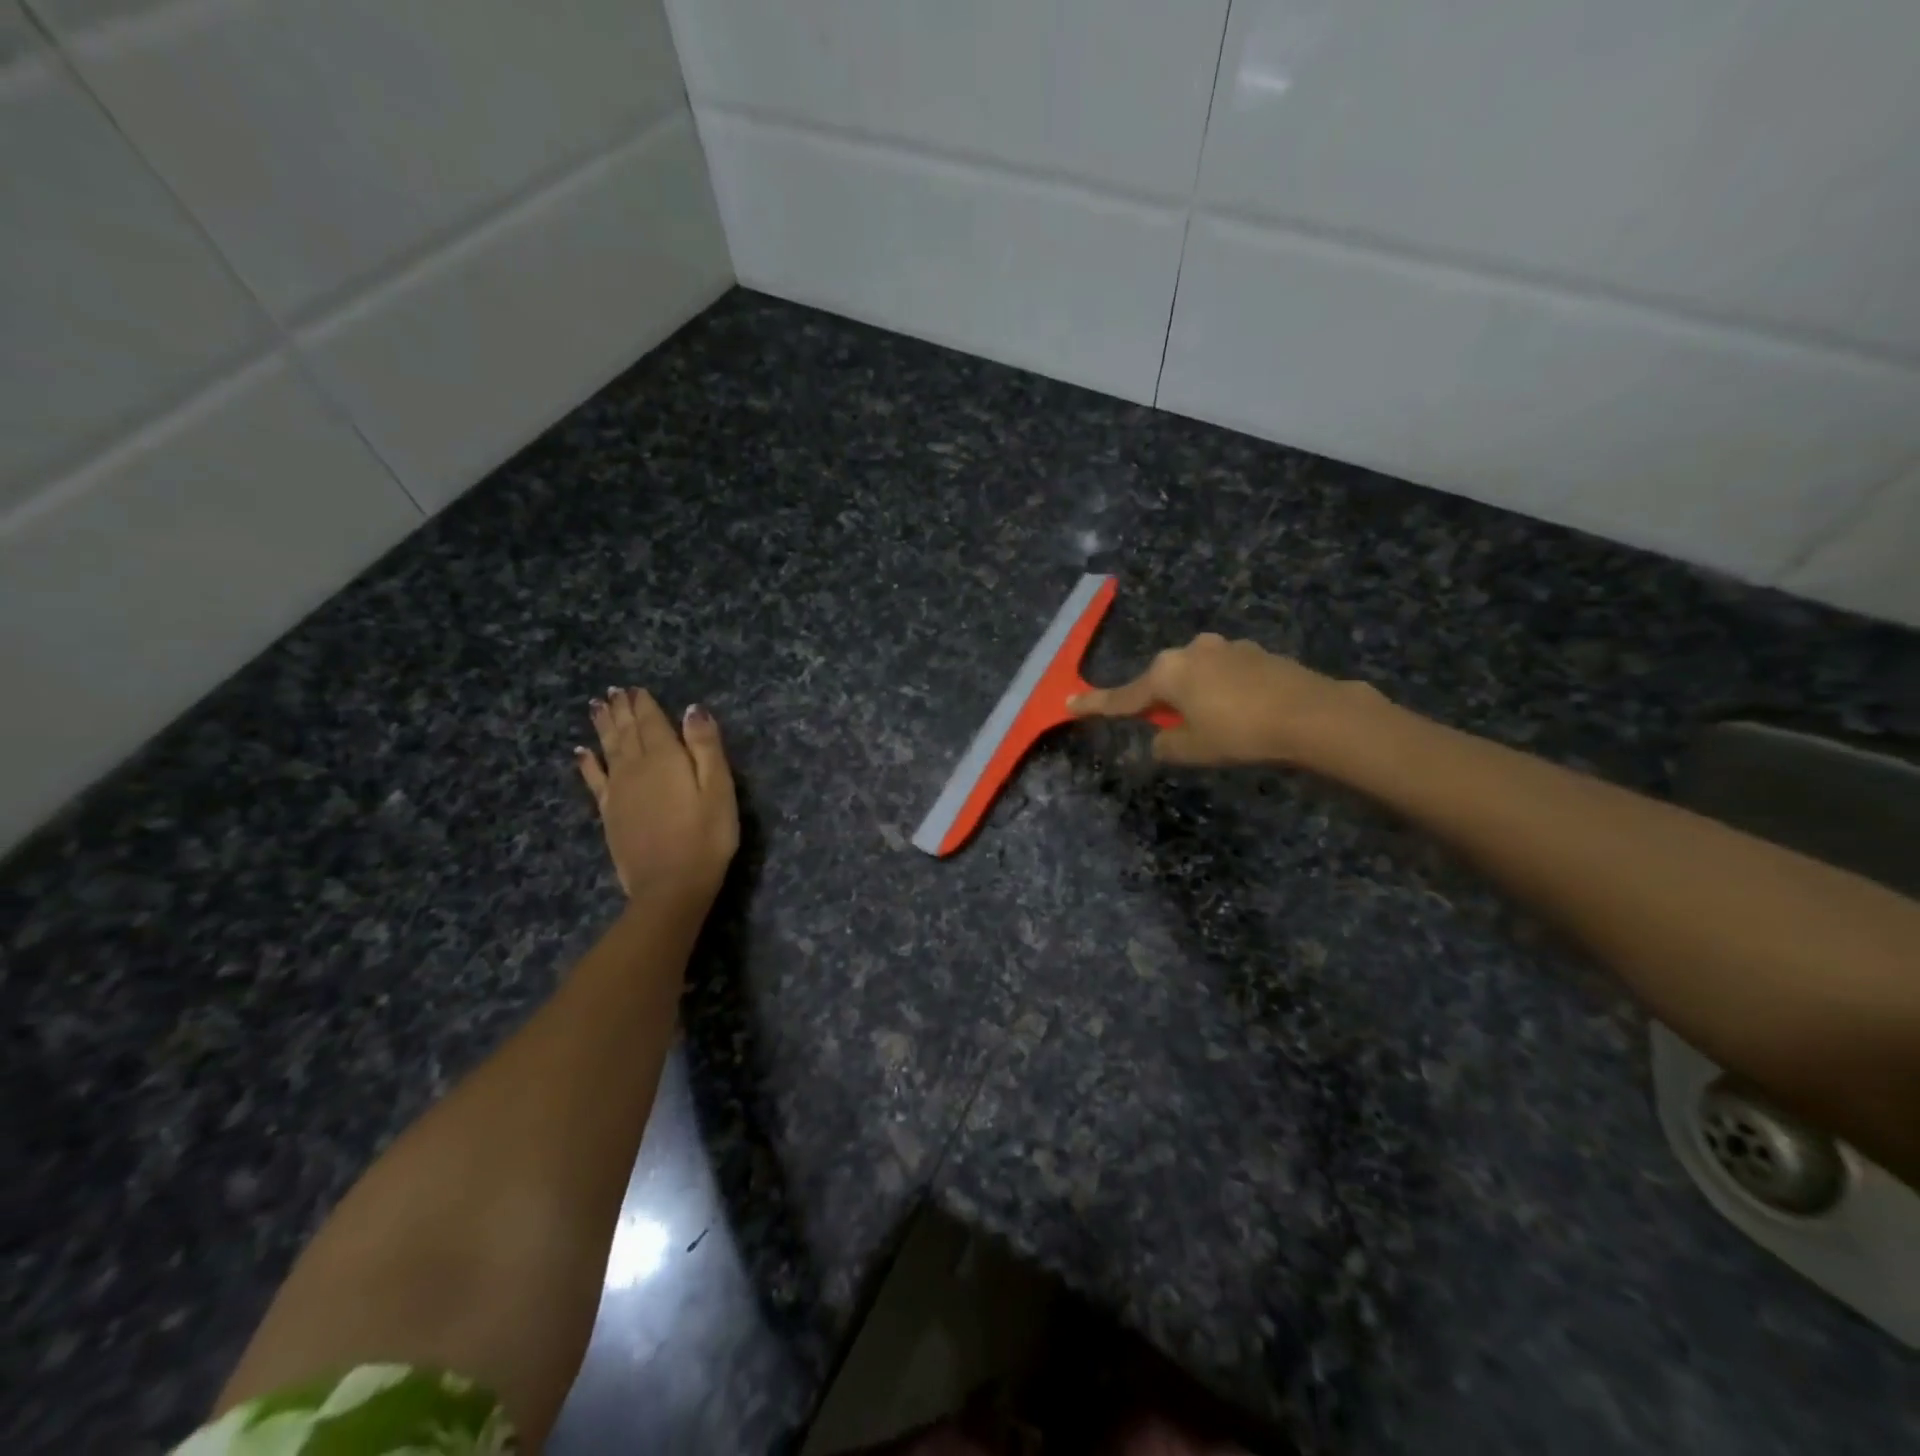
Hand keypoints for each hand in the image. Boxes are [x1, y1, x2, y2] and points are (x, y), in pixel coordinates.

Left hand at [576, 687, 737, 901]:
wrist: (670, 886)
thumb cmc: (706, 837)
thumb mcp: (719, 789)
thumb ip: (706, 747)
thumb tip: (693, 709)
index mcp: (665, 758)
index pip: (652, 722)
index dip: (644, 704)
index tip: (635, 688)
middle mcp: (635, 767)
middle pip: (627, 731)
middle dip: (621, 710)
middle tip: (614, 691)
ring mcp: (618, 790)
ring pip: (608, 748)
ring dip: (603, 727)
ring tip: (597, 707)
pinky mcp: (609, 813)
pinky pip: (594, 779)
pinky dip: (587, 762)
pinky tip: (581, 752)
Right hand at [1069, 634, 1383, 765]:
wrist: (1311, 714)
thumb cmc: (1240, 733)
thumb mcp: (1194, 749)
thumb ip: (1167, 745)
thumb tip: (1161, 740)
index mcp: (1167, 673)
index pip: (1123, 696)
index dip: (1096, 705)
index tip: (1070, 703)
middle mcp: (1192, 651)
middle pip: (1162, 681)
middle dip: (1160, 702)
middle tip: (1168, 728)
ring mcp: (1227, 648)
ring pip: (1196, 675)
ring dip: (1195, 696)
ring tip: (1215, 724)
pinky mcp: (1256, 653)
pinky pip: (1225, 674)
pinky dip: (1223, 691)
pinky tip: (1242, 712)